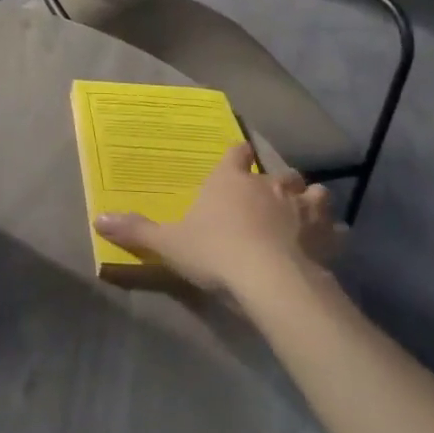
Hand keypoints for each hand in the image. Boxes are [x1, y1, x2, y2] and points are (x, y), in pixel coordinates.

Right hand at [94, 142, 338, 303]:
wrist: (269, 279)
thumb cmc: (215, 252)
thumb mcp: (168, 243)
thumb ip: (137, 230)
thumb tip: (97, 219)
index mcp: (230, 180)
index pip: (236, 153)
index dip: (237, 155)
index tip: (238, 157)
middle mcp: (268, 185)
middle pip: (279, 172)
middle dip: (277, 180)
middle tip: (271, 195)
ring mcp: (302, 208)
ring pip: (313, 193)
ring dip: (310, 201)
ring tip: (306, 212)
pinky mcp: (326, 236)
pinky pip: (336, 228)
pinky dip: (333, 233)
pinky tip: (330, 242)